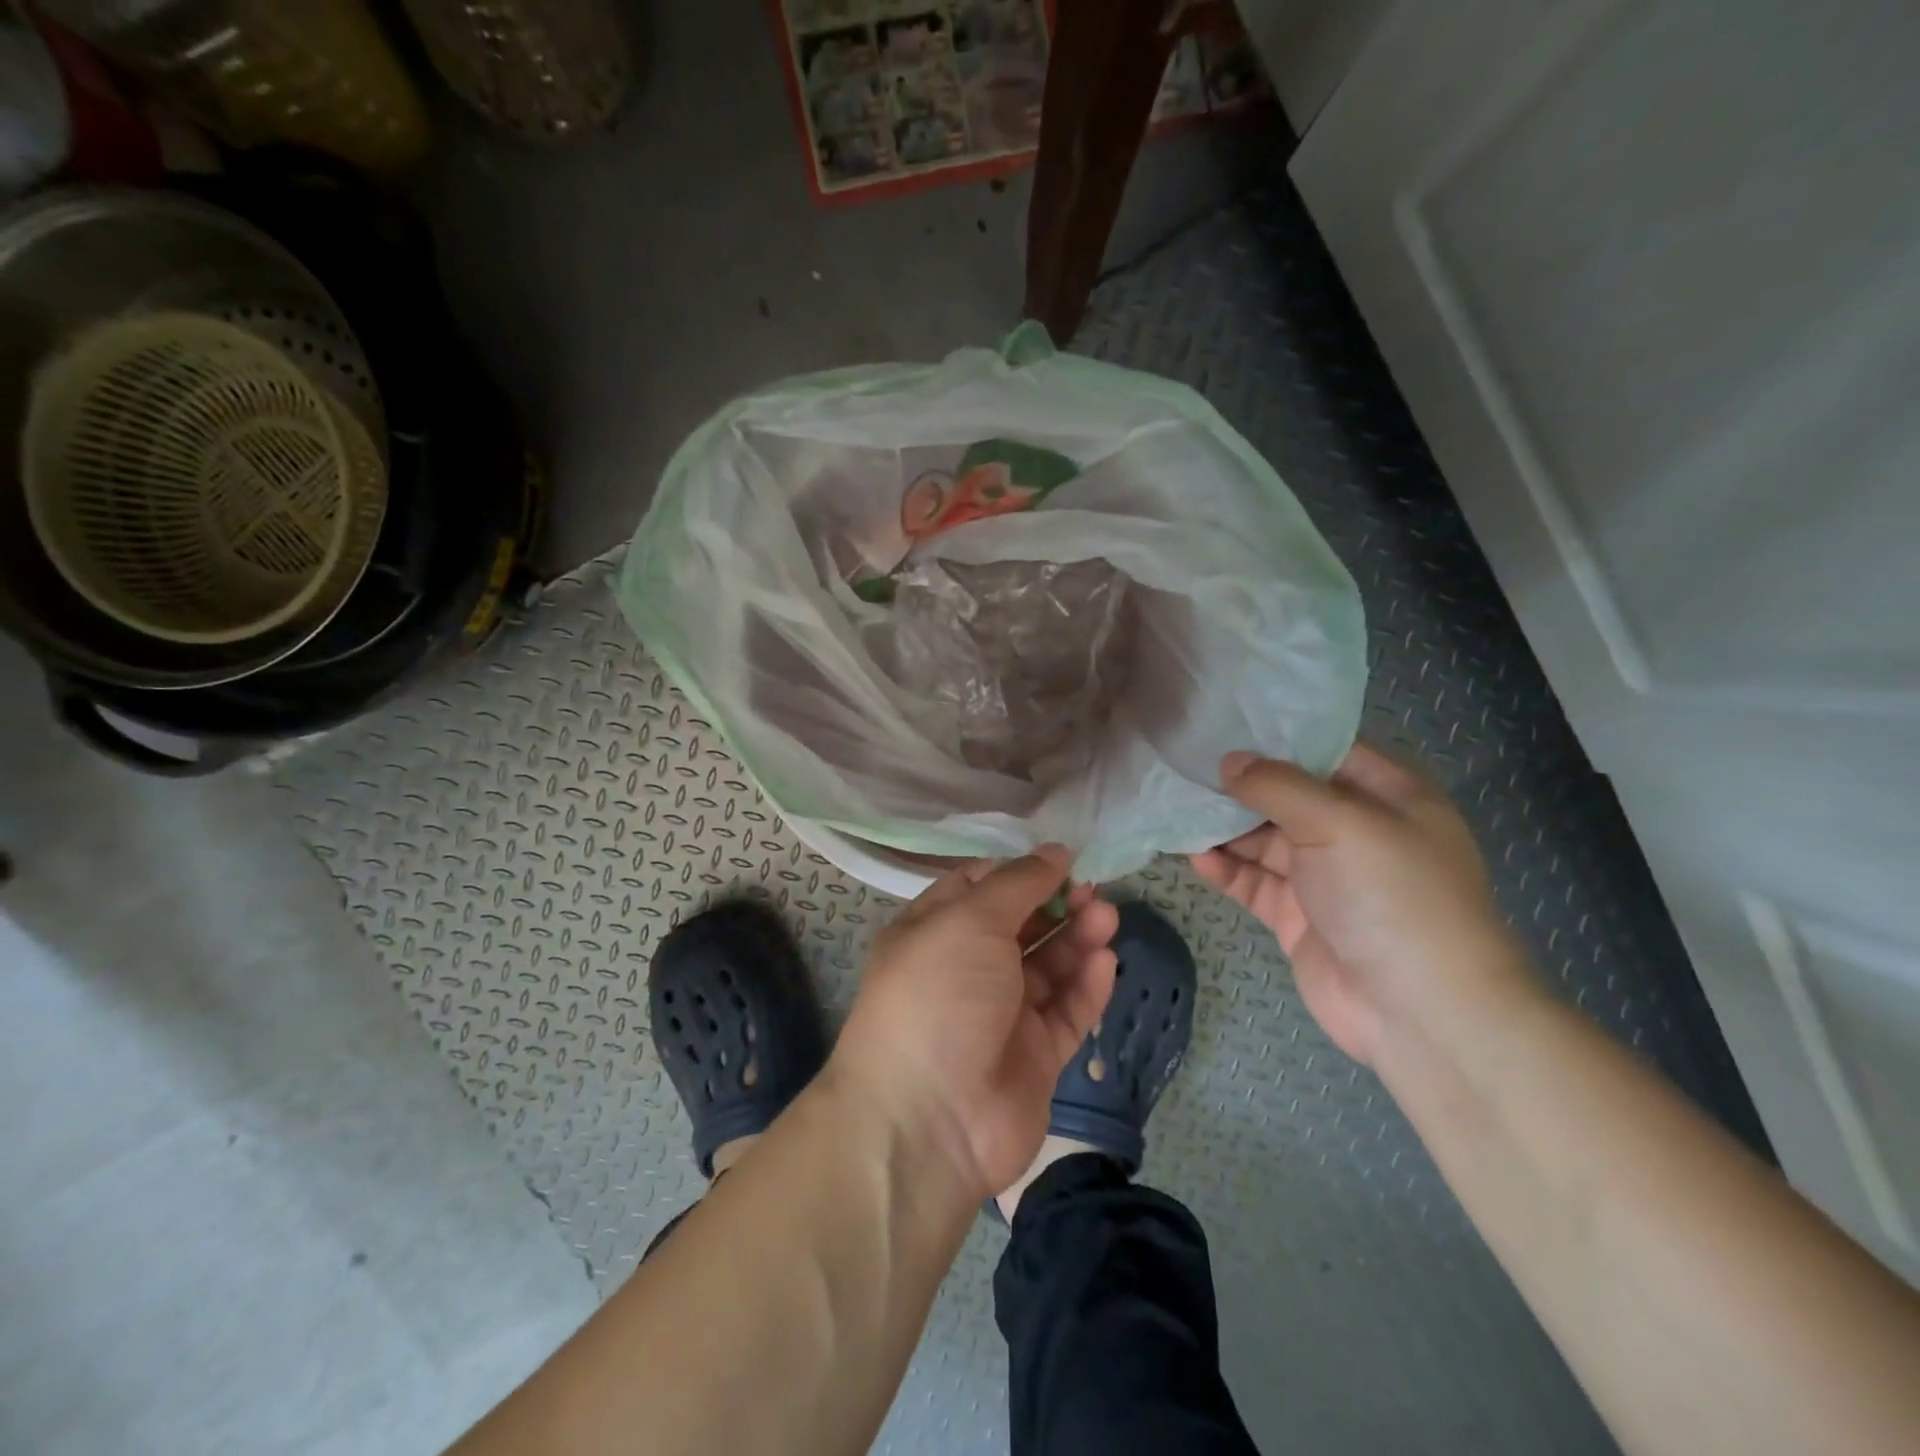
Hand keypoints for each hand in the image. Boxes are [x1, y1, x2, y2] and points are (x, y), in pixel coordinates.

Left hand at [832, 847, 1118, 1198]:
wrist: (929, 1120)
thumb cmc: (939, 994)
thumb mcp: (970, 920)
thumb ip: (1017, 883)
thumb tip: (1054, 851)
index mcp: (934, 932)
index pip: (979, 888)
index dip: (1019, 872)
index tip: (1061, 861)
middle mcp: (965, 970)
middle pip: (1020, 927)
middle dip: (1057, 904)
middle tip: (1093, 890)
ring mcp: (1000, 1016)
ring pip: (1048, 968)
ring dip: (1078, 940)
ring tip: (1108, 917)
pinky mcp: (1033, 1057)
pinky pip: (1066, 1013)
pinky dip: (1086, 987)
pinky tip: (1106, 962)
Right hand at [1191, 744, 1532, 1066]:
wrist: (1419, 1011)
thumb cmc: (1392, 896)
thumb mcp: (1340, 823)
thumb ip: (1278, 786)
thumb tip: (1229, 762)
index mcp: (1387, 796)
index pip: (1326, 751)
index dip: (1277, 736)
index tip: (1221, 720)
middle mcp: (1356, 831)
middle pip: (1287, 795)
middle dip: (1239, 784)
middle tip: (1184, 766)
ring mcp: (1325, 876)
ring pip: (1264, 840)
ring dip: (1224, 829)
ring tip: (1176, 809)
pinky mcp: (1298, 916)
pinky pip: (1255, 882)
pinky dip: (1226, 870)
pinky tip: (1194, 858)